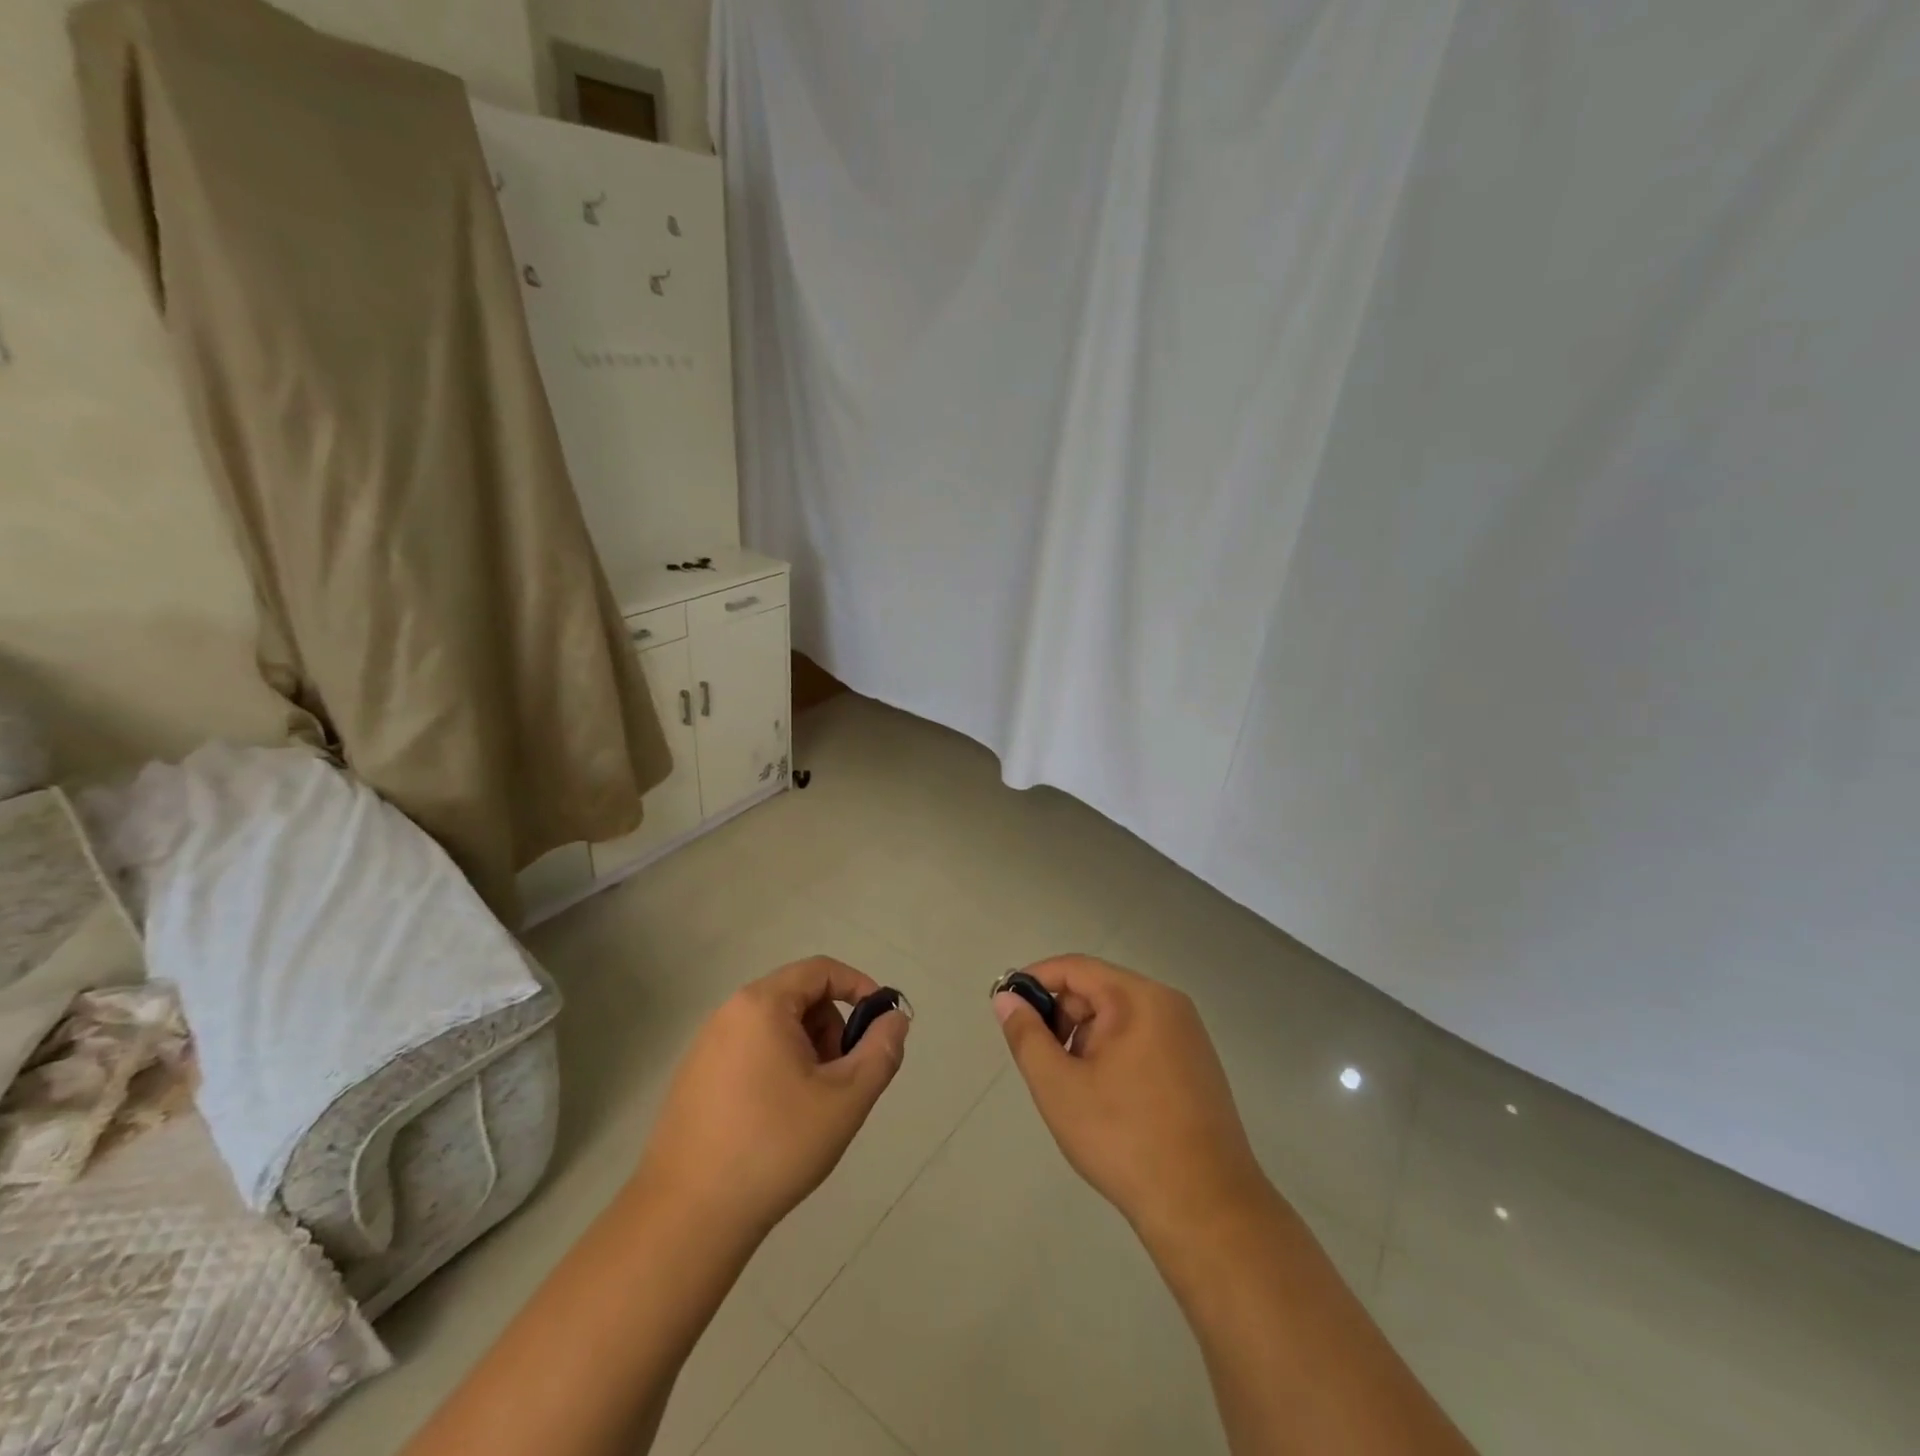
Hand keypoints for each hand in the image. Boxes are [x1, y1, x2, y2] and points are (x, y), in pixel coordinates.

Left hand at [636, 957, 909, 1242]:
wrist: (687, 1218)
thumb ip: (880, 1051)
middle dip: (832, 1029)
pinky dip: (777, 1070)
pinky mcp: (693, 1080)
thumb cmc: (775, 1146)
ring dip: (806, 1052)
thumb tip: (894, 1019)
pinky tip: (777, 1122)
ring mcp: (705, 1047)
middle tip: (843, 1079)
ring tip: (812, 1107)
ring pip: (775, 1029)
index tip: (880, 1024)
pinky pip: (749, 1053)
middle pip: (798, 998)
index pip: (821, 970)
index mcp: (762, 1005)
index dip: (859, 987)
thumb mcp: (846, 1098)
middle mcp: (729, 1014)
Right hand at [995, 955, 1268, 1241]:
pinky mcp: (1197, 1065)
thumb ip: (1027, 1036)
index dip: (1036, 981)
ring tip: (1077, 1091)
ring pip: (1118, 1018)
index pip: (1074, 968)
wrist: (1206, 1209)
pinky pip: (1142, 1040)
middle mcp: (1167, 1004)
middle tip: (1044, 1065)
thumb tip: (1006, 998)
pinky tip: (1108, 1101)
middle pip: (1098, 990)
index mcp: (1137, 998)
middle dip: (1063, 1020)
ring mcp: (1188, 1035)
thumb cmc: (1124, 1139)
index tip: (1008, 1009)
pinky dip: (1114, 1056)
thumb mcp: (1059, 1087)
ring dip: (1087, 1041)